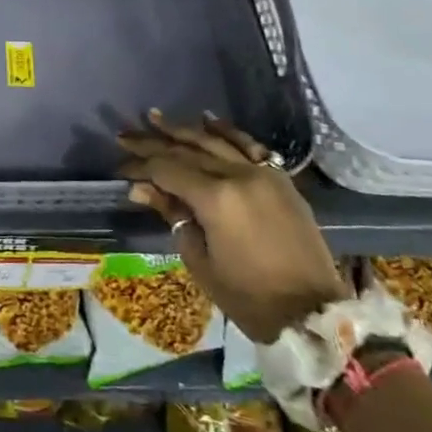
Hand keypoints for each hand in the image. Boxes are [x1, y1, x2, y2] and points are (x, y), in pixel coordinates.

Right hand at [118, 112, 348, 343]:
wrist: (312, 314)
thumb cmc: (248, 297)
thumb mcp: (199, 259)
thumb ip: (172, 215)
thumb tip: (141, 189)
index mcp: (215, 198)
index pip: (167, 170)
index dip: (140, 167)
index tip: (119, 168)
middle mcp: (238, 175)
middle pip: (187, 151)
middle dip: (153, 143)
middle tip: (126, 135)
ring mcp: (264, 174)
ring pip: (215, 142)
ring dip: (183, 129)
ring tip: (156, 118)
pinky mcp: (282, 180)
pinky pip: (250, 145)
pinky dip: (227, 131)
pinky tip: (208, 119)